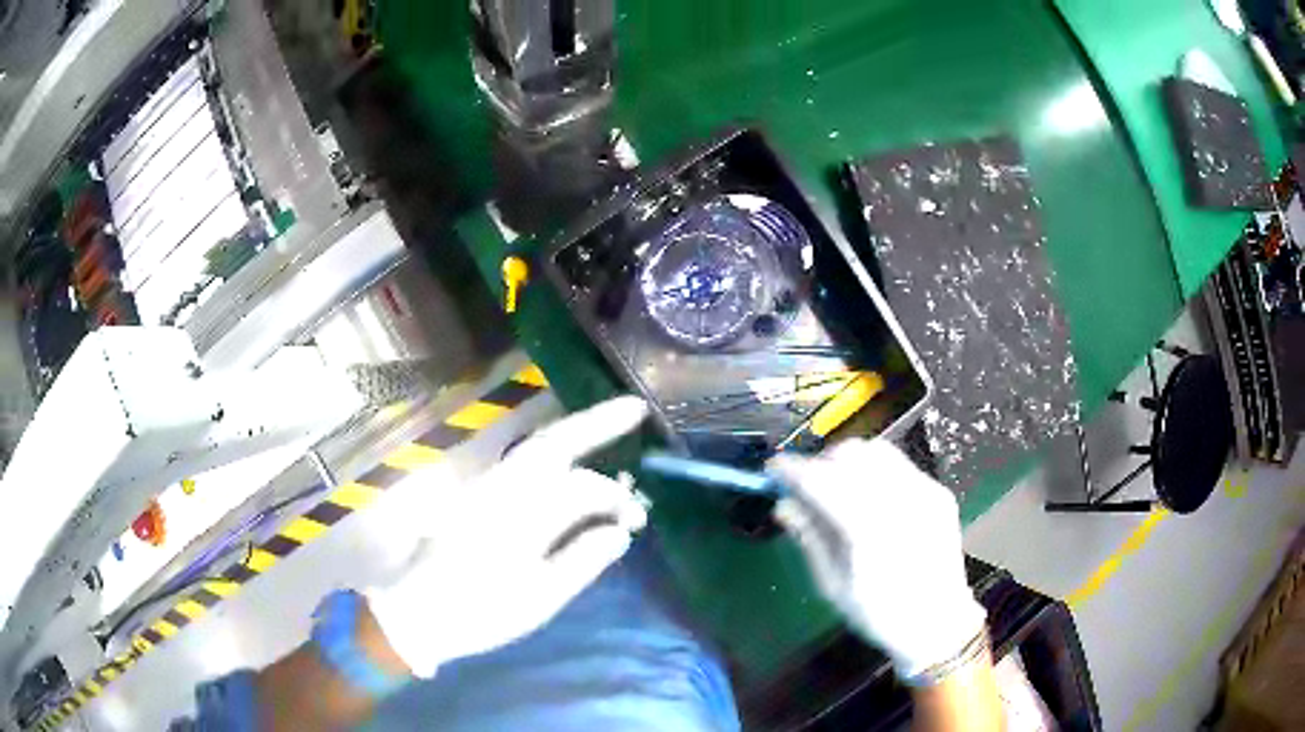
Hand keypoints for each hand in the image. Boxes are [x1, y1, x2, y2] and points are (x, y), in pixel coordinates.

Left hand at [365, 396, 649, 676]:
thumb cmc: (480, 611)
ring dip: (574, 433)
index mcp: (519, 513)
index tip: (638, 520)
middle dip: (596, 422)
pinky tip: (570, 461)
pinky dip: (553, 453)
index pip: (580, 488)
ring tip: (611, 425)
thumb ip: (581, 561)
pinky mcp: (478, 497)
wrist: (417, 614)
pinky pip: (523, 464)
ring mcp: (486, 488)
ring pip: (536, 448)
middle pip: (552, 443)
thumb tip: (619, 531)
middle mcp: (502, 488)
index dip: (614, 498)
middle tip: (636, 408)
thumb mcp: (538, 598)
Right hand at [769, 439, 985, 679]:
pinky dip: (874, 470)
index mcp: (868, 530)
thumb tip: (783, 505)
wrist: (938, 622)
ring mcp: (925, 492)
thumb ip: (810, 538)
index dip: (792, 470)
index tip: (773, 470)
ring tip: (837, 487)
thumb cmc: (880, 615)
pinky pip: (899, 465)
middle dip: (820, 463)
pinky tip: (869, 497)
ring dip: (848, 461)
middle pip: (850, 455)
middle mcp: (900, 500)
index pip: (821, 480)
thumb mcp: (834, 586)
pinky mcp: (938, 493)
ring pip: (877, 450)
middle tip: (805, 486)